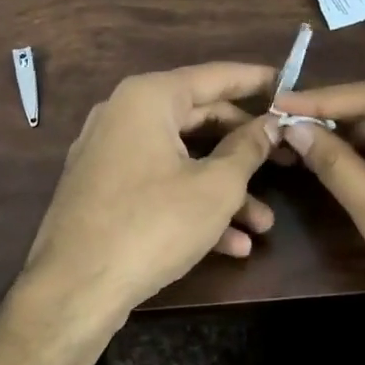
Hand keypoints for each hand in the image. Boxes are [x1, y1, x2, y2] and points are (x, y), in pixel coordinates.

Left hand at [21, 63, 280, 336]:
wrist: (75, 288)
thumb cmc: (152, 224)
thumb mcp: (215, 187)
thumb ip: (248, 149)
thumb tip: (271, 124)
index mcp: (148, 98)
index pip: (214, 76)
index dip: (257, 82)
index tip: (290, 86)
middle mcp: (123, 115)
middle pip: (199, 119)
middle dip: (246, 149)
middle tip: (287, 160)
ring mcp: (109, 154)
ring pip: (181, 160)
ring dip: (225, 190)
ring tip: (264, 224)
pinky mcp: (104, 191)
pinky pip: (158, 185)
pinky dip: (192, 206)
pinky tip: (232, 245)